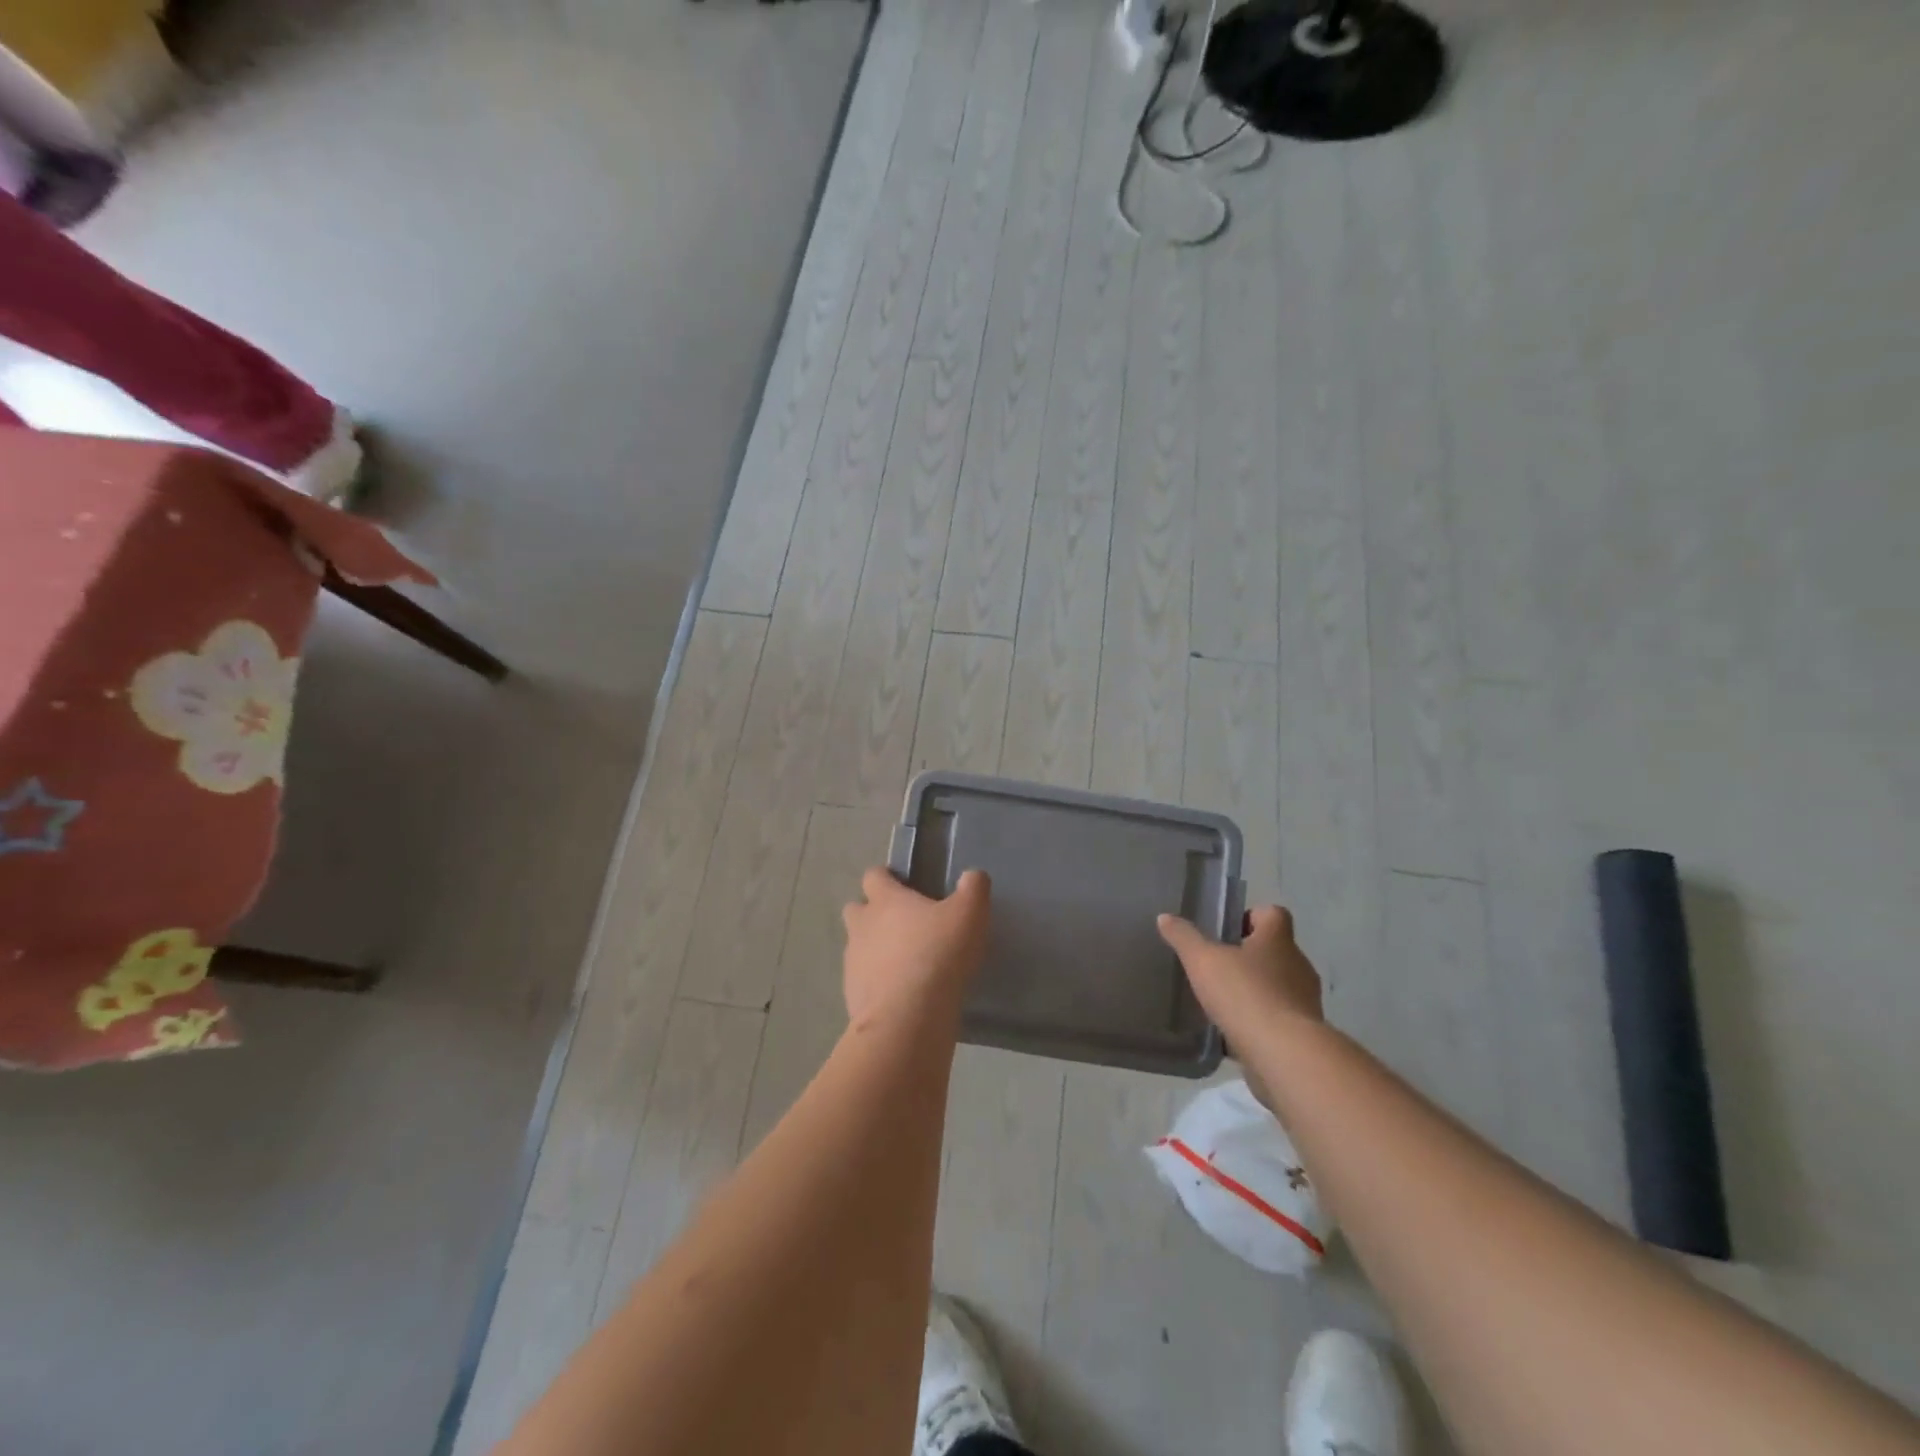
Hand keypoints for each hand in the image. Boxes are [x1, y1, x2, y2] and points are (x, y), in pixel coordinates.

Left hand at [841, 867, 991, 1026]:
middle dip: (872, 913)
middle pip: (856, 909)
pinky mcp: (852, 995)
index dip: (887, 878)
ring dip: (874, 950)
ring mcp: (852, 962)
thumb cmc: (937, 955)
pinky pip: (862, 981)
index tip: (904, 886)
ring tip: (904, 964)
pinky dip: (877, 983)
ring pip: (857, 946)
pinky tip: (900, 995)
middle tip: (902, 925)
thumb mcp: (969, 915)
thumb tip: (972, 876)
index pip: (874, 876)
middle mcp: (861, 926)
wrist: (907, 1018)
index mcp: (885, 900)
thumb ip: (973, 889)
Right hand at [1157, 905, 1323, 1034]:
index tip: (1228, 930)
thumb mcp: (1203, 961)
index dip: (1252, 916)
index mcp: (1277, 940)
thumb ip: (1184, 938)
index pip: (1273, 913)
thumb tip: (1165, 917)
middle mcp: (1298, 965)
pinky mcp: (1304, 1033)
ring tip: (1224, 1001)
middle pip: (1276, 950)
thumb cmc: (1245, 994)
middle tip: (1218, 966)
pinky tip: (1235, 1031)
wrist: (1285, 1055)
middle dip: (1250, 957)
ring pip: (1279, 986)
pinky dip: (1261, 1021)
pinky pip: (1279, 1018)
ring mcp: (1305, 1001)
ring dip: (1256, 990)